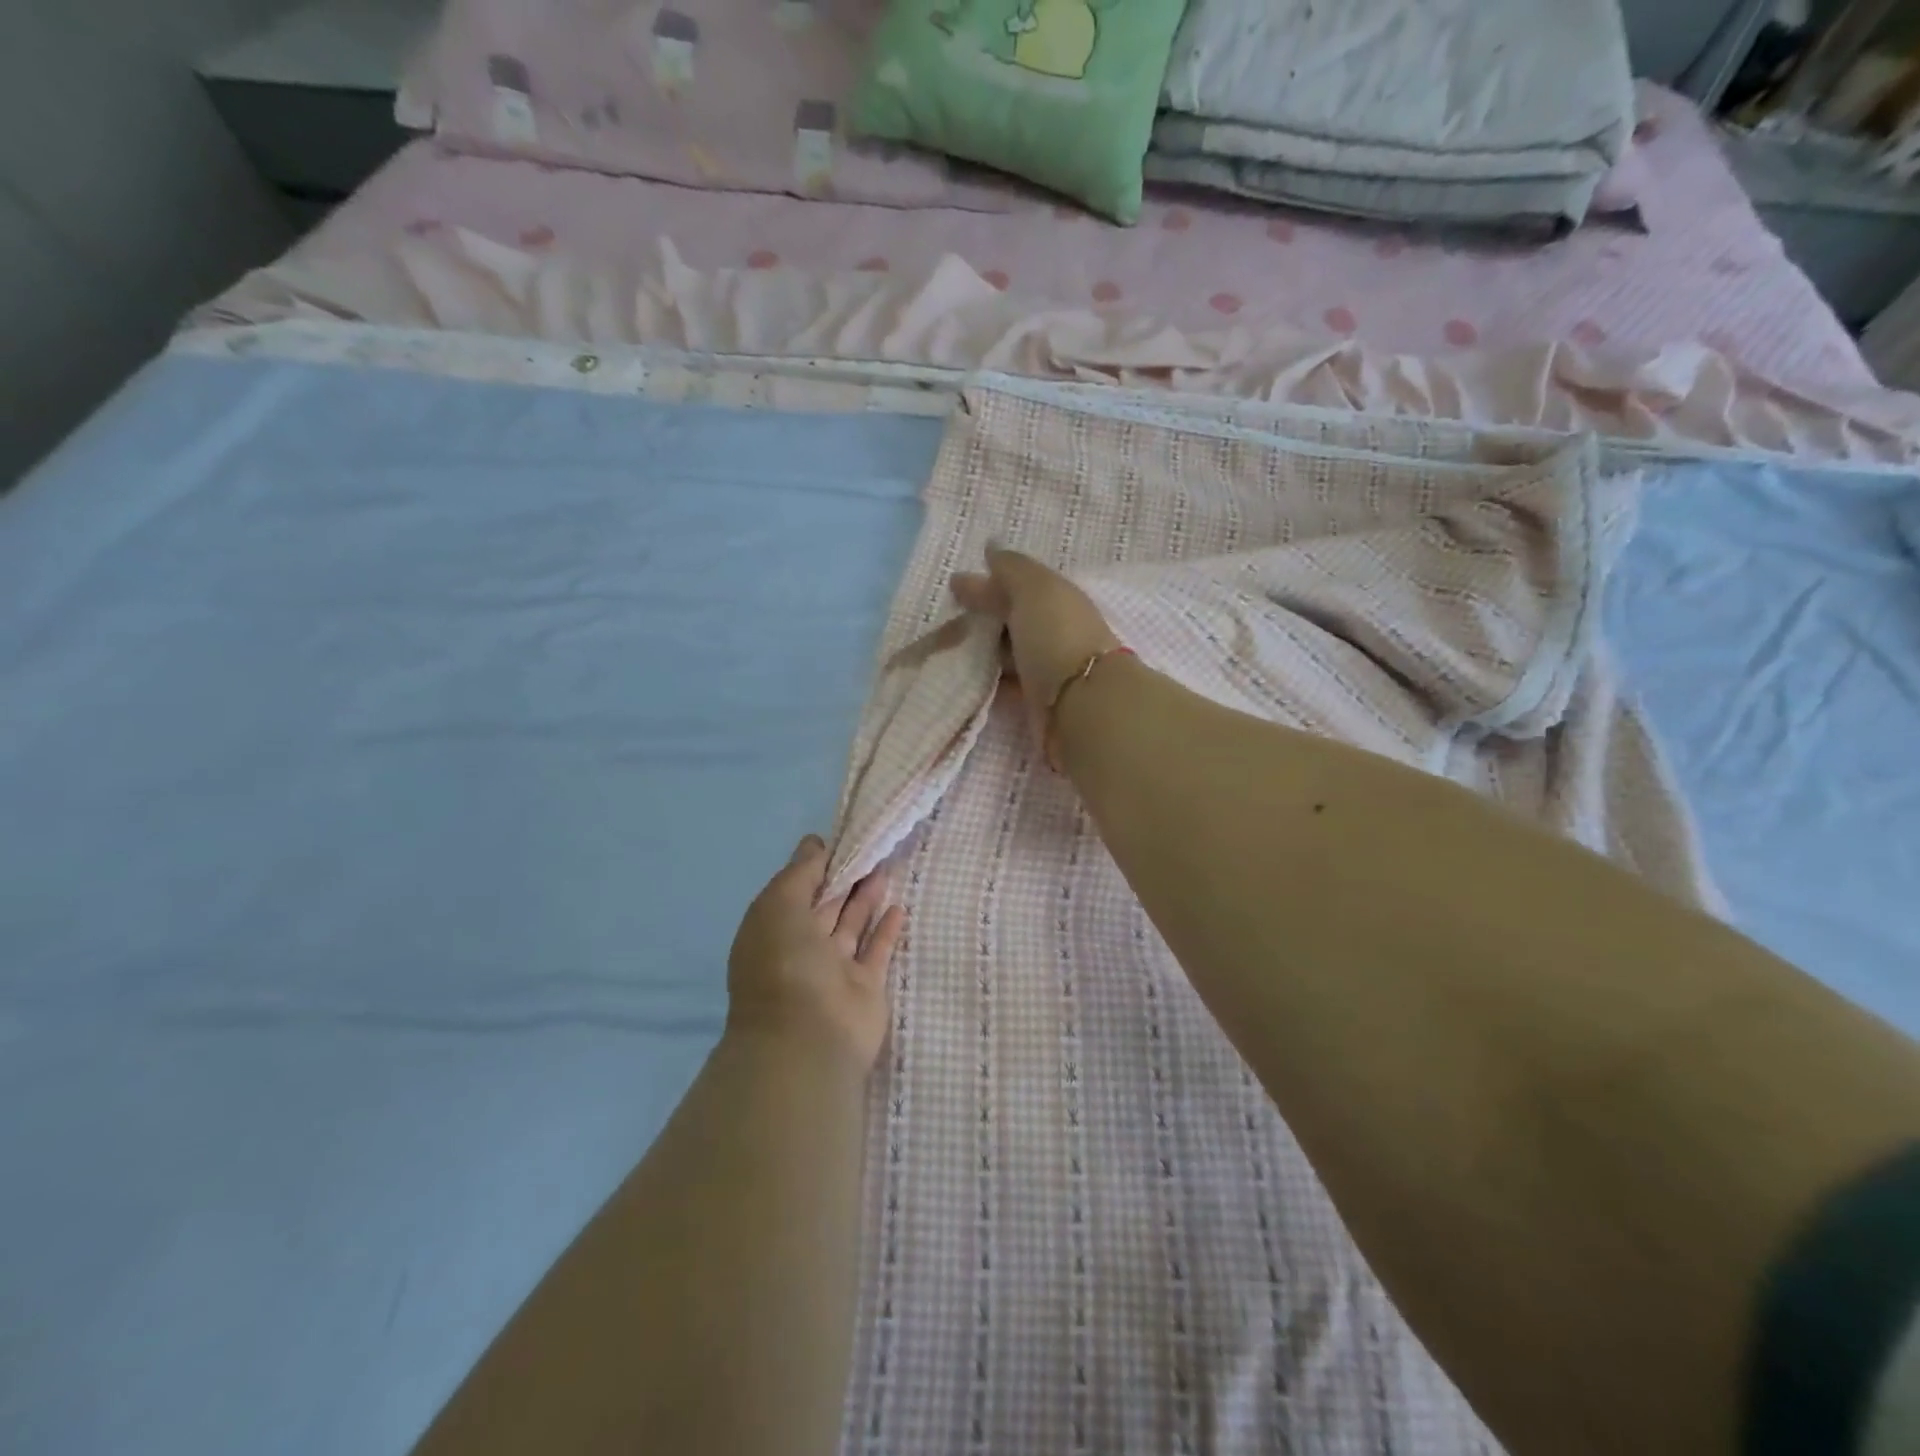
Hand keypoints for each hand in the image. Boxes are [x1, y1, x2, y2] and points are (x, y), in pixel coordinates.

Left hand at [727, 835, 905, 1072]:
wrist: (806, 1039)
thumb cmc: (785, 963)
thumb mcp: (780, 904)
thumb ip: (800, 872)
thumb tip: (815, 843)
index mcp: (774, 928)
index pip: (798, 888)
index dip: (819, 864)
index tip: (845, 837)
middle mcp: (802, 947)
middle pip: (827, 905)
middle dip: (846, 877)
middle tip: (874, 846)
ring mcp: (834, 969)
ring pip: (852, 925)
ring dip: (867, 898)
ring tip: (888, 867)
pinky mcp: (865, 987)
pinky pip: (876, 951)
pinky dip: (886, 930)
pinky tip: (899, 907)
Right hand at [951, 546, 1121, 754]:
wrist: (1082, 706)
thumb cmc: (1058, 638)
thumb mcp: (1034, 589)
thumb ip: (1011, 569)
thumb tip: (990, 548)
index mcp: (1059, 600)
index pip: (1019, 587)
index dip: (988, 585)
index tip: (953, 590)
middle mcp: (1055, 633)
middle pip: (1012, 621)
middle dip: (981, 619)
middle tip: (940, 624)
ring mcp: (1047, 670)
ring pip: (1007, 655)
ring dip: (981, 652)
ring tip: (942, 653)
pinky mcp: (1036, 704)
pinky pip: (1005, 685)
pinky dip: (986, 681)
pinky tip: (962, 680)